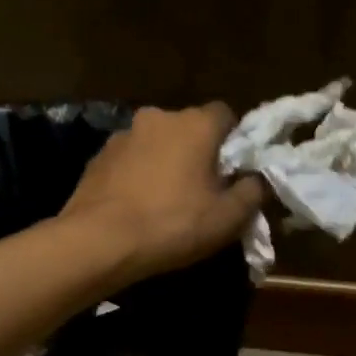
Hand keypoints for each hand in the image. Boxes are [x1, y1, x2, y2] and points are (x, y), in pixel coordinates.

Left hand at [61, 104, 266, 279]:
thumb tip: (256, 179)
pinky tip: (136, 206)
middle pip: (189, 128)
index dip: (234, 141)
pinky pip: (130, 160)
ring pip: (156, 143)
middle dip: (197, 152)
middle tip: (202, 190)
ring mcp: (123, 135)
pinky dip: (137, 175)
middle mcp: (158, 117)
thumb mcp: (228, 217)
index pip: (226, 115)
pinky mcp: (98, 156)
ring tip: (164, 201)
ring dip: (164, 162)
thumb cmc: (173, 224)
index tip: (233, 171)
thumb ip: (252, 191)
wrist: (99, 241)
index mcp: (195, 124)